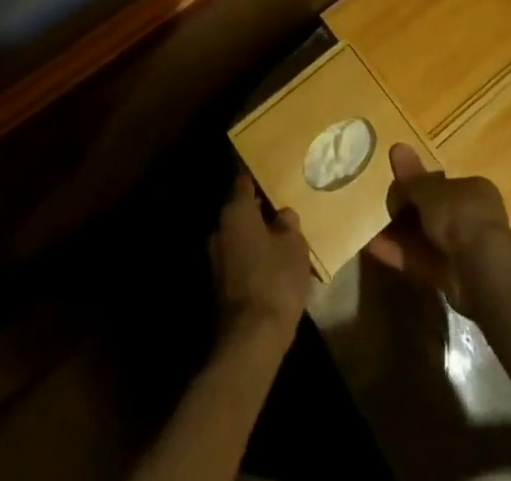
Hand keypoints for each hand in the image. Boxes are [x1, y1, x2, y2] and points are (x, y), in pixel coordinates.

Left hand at [211, 172, 312, 341]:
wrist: (250, 340)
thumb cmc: (275, 280)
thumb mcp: (294, 246)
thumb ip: (288, 224)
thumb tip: (282, 214)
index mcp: (235, 211)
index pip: (243, 181)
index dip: (257, 176)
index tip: (269, 172)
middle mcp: (219, 229)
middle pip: (240, 210)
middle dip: (259, 210)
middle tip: (282, 211)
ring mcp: (215, 258)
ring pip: (238, 237)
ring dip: (255, 237)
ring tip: (281, 241)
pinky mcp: (218, 285)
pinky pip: (238, 260)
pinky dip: (252, 259)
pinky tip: (272, 268)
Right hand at [364, 144, 510, 315]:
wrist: (481, 270)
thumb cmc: (459, 215)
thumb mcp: (430, 190)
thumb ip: (412, 177)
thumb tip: (396, 146)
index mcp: (474, 190)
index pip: (442, 183)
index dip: (418, 184)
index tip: (398, 188)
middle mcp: (472, 218)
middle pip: (433, 211)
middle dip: (407, 211)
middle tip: (384, 209)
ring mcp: (463, 249)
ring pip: (425, 237)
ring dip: (398, 233)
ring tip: (368, 228)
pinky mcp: (451, 277)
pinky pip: (420, 260)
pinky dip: (398, 253)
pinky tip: (371, 246)